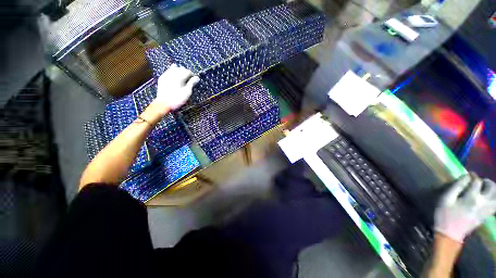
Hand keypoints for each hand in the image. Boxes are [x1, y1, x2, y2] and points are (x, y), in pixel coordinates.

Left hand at [155, 64, 199, 111]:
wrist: (164, 103)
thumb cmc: (177, 99)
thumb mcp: (187, 92)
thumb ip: (192, 83)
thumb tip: (197, 78)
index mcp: (179, 77)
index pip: (188, 71)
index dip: (192, 75)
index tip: (194, 81)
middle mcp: (172, 74)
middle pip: (181, 69)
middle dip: (186, 73)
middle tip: (189, 79)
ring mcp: (166, 75)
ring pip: (174, 68)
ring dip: (179, 71)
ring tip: (182, 77)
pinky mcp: (162, 78)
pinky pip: (168, 71)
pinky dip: (172, 72)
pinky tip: (174, 75)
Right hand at [434, 173, 495, 241]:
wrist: (450, 234)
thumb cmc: (445, 215)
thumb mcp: (446, 199)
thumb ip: (456, 187)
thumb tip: (466, 177)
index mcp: (472, 198)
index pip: (477, 182)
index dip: (473, 176)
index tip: (468, 174)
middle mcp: (483, 203)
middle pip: (492, 187)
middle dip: (486, 182)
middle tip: (479, 181)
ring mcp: (486, 210)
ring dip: (492, 189)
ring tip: (485, 188)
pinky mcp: (486, 215)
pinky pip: (495, 204)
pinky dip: (494, 198)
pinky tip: (488, 198)